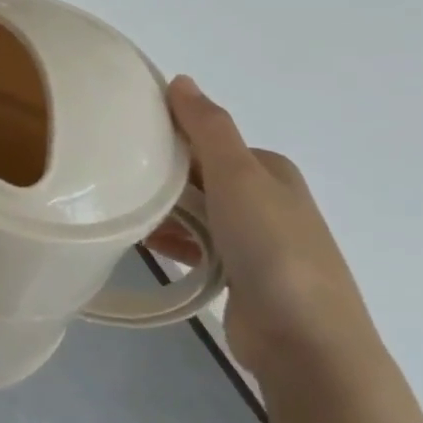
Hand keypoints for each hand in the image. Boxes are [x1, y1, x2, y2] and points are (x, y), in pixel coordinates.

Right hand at [151, 75, 376, 378]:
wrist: (306, 342)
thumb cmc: (272, 248)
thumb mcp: (238, 176)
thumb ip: (208, 127)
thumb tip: (181, 80)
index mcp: (269, 169)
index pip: (209, 139)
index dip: (170, 134)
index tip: (124, 137)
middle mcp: (266, 200)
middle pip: (201, 175)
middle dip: (163, 174)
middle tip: (115, 175)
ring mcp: (256, 241)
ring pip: (197, 212)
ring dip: (164, 210)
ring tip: (122, 209)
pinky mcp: (241, 277)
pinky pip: (197, 246)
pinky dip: (173, 241)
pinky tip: (144, 244)